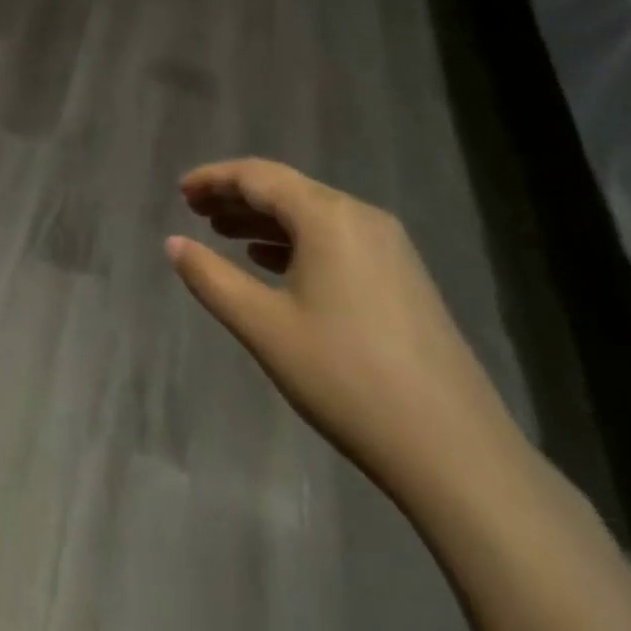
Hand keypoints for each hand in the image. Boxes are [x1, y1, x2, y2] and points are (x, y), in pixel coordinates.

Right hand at [166, 158, 526, 504]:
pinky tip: (273, 265)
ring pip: (312, 216)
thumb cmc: (346, 378)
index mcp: (328, 217)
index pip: (258, 176)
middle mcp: (361, 218)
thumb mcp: (263, 326)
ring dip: (264, 220)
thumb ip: (211, 278)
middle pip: (287, 190)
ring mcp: (390, 248)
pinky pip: (336, 241)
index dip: (214, 179)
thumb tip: (174, 244)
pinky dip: (296, 243)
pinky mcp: (404, 279)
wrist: (456, 453)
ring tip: (223, 234)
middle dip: (237, 197)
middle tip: (194, 211)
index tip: (180, 191)